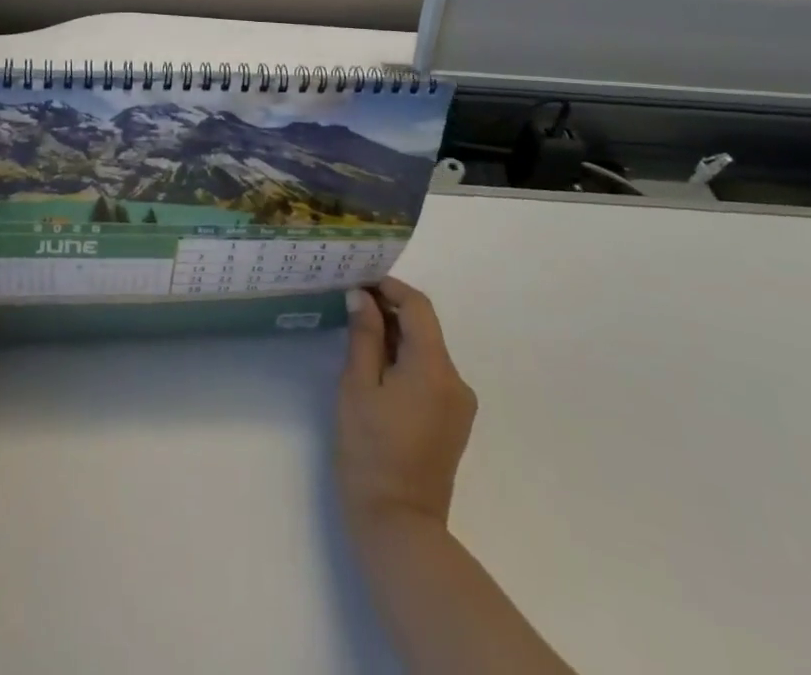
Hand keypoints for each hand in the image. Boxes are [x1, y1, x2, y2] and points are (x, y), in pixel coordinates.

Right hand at [336, 278, 477, 537]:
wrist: (398, 527)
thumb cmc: (370, 451)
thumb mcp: (357, 386)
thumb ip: (364, 336)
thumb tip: (362, 297)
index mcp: (435, 368)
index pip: (418, 307)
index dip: (390, 287)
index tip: (359, 283)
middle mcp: (456, 381)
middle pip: (425, 328)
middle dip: (390, 312)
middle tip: (351, 307)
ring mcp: (459, 405)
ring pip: (427, 352)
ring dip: (396, 338)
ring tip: (358, 337)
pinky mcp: (453, 424)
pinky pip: (430, 376)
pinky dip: (406, 363)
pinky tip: (377, 371)